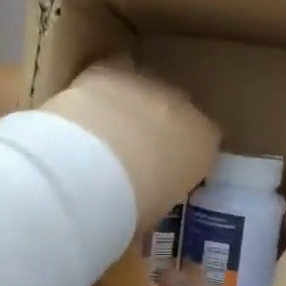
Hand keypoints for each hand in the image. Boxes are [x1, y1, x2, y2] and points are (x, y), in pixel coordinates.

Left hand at [39, 63, 218, 230]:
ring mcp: (146, 84)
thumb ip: (154, 203)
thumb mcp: (151, 215)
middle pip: (174, 112)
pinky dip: (98, 91)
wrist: (94, 167)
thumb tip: (137, 212)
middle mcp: (183, 107)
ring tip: (100, 135)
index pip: (203, 144)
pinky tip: (82, 111)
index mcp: (203, 144)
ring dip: (127, 107)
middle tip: (128, 157)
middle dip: (155, 128)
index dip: (180, 158)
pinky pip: (109, 75)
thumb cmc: (130, 206)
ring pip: (141, 91)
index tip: (160, 175)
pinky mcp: (109, 71)